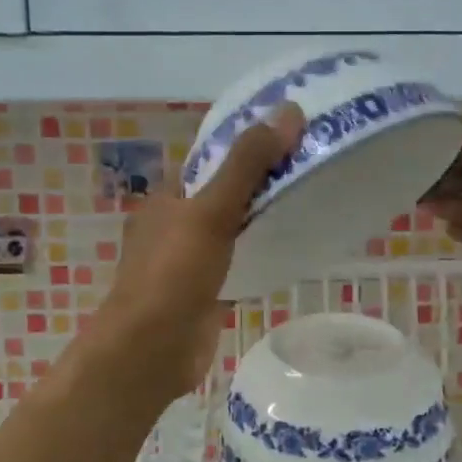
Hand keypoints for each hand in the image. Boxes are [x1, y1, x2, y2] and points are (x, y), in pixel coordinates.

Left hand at [95, 105, 305, 396]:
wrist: (151, 350)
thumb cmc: (173, 273)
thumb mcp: (211, 210)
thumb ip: (247, 164)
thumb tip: (287, 110)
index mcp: (167, 198)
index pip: (210, 161)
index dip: (247, 146)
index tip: (291, 136)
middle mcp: (174, 225)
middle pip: (223, 193)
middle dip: (260, 182)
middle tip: (310, 167)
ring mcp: (188, 261)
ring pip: (231, 228)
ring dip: (261, 217)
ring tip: (309, 200)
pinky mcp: (204, 292)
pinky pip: (236, 261)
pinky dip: (258, 252)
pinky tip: (290, 248)